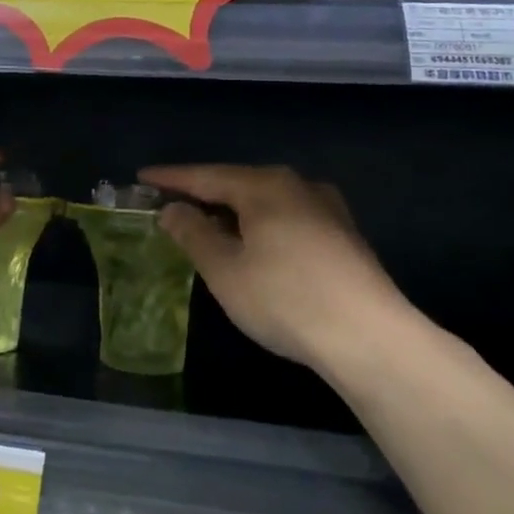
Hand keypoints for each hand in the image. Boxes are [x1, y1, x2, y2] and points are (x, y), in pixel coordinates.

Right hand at [138, 164, 411, 369]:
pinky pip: (287, 218)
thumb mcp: (225, 269)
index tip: (143, 177)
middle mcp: (297, 185)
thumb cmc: (285, 298)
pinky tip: (256, 246)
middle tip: (172, 204)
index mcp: (263, 186)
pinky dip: (261, 226)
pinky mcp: (344, 235)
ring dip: (233, 212)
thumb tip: (173, 209)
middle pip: (237, 184)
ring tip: (209, 225)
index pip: (205, 176)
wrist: (371, 338)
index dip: (171, 178)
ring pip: (265, 202)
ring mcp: (326, 208)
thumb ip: (193, 233)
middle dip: (203, 194)